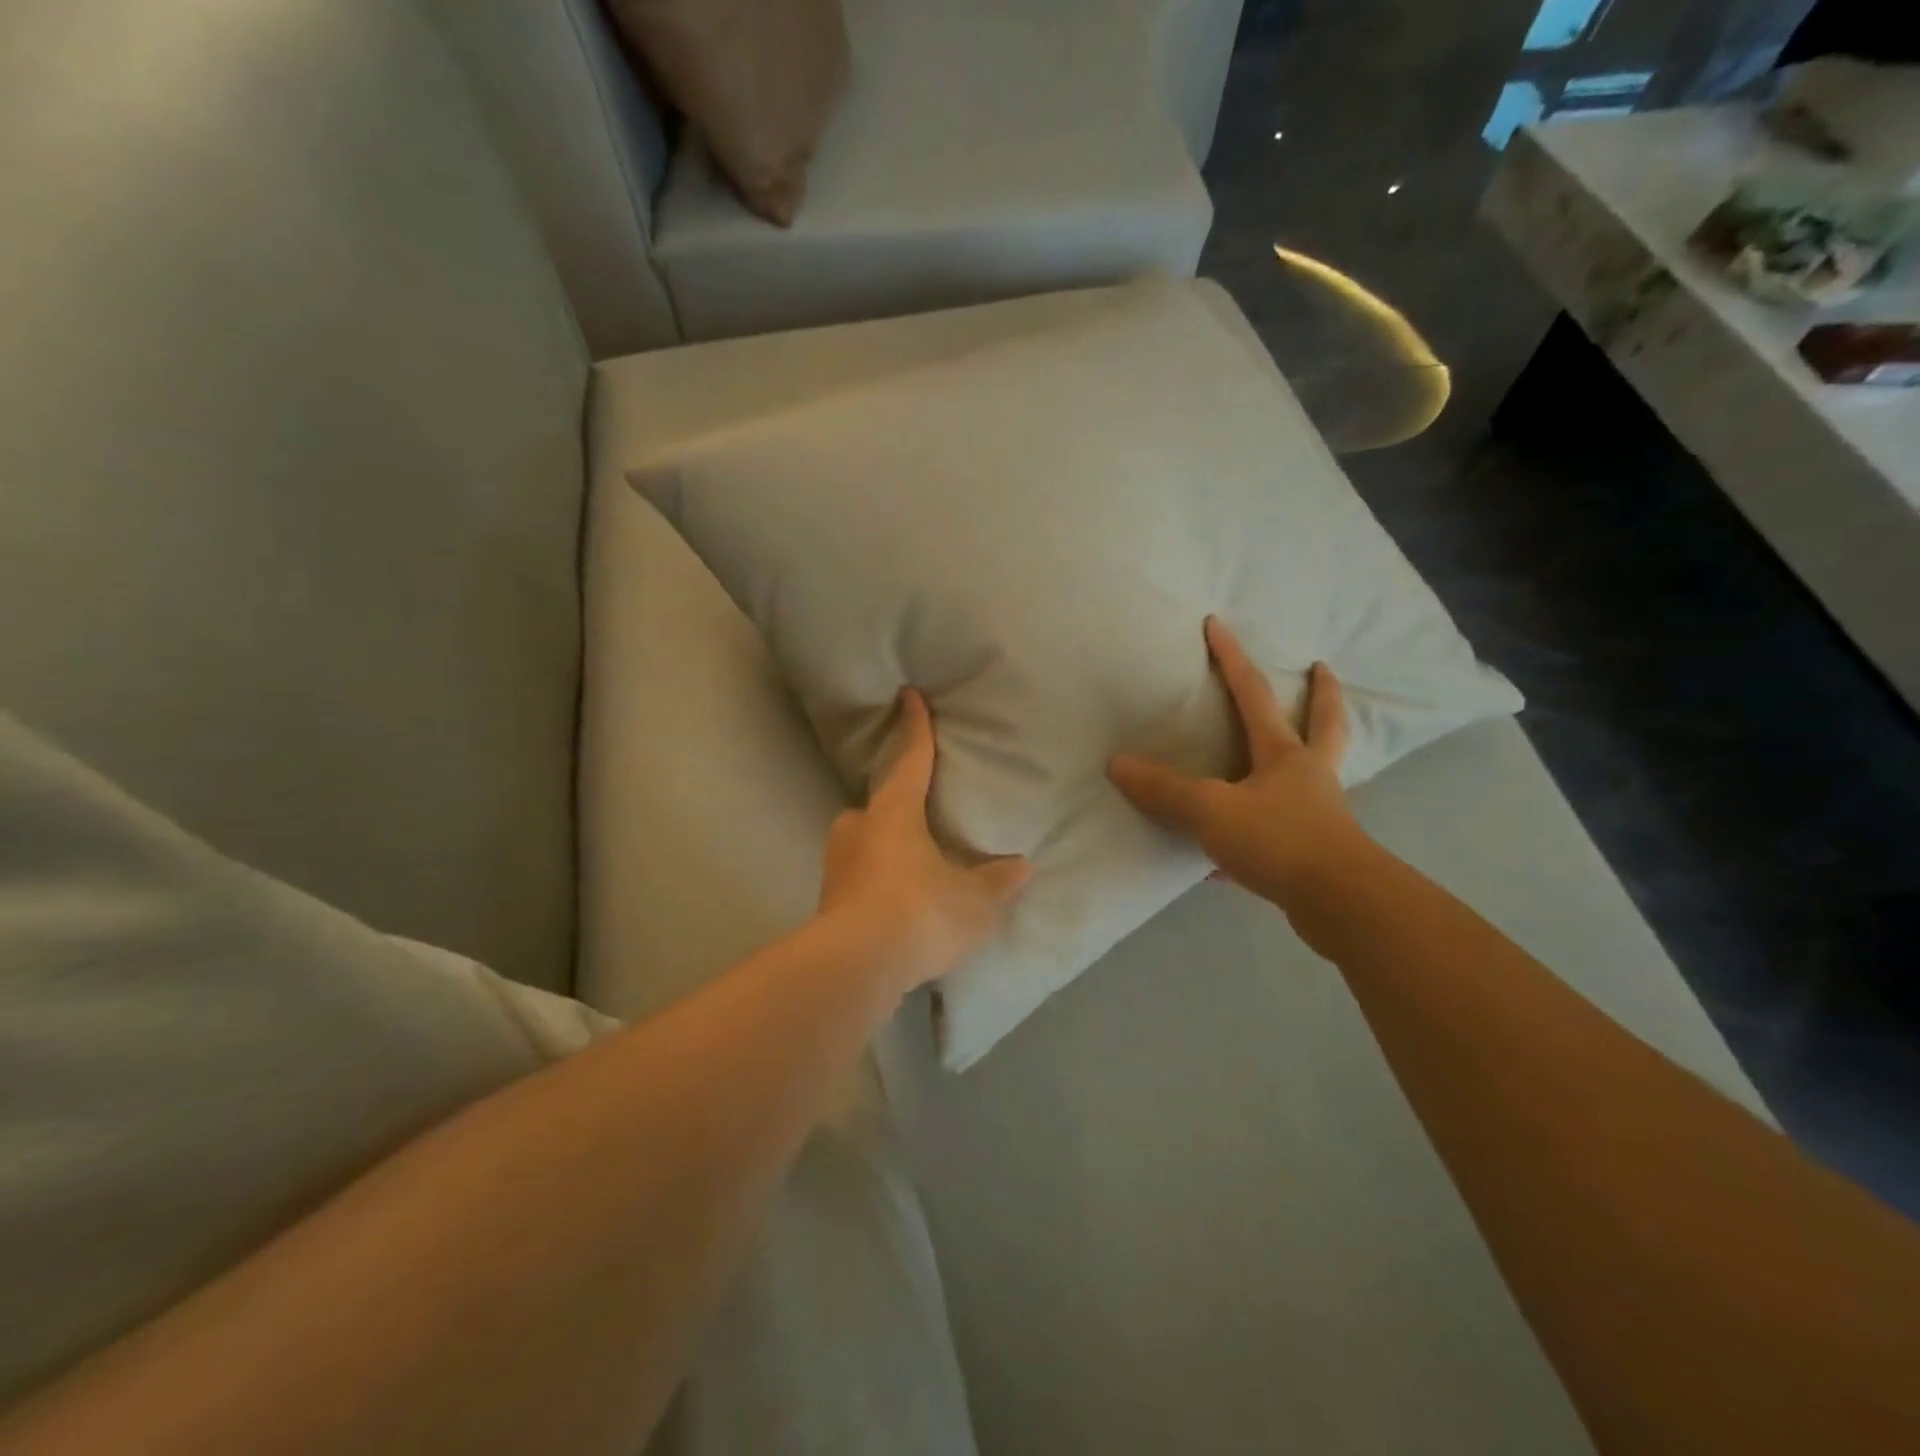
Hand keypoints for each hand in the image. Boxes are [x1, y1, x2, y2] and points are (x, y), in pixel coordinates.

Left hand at [818, 688, 1031, 992]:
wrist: (856, 965)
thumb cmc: (920, 912)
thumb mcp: (973, 900)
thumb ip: (996, 882)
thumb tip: (1021, 867)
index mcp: (895, 812)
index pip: (911, 758)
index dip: (916, 727)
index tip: (909, 695)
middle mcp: (859, 828)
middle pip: (877, 804)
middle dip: (895, 807)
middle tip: (918, 820)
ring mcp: (837, 865)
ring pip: (863, 843)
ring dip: (884, 850)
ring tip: (912, 872)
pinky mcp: (828, 902)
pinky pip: (858, 879)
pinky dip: (876, 885)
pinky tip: (894, 909)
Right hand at [1108, 617, 1372, 910]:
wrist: (1339, 903)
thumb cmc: (1278, 840)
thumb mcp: (1211, 810)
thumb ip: (1165, 789)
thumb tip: (1117, 764)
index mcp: (1284, 755)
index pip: (1252, 694)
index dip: (1231, 658)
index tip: (1217, 624)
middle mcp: (1308, 777)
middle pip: (1323, 724)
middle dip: (1321, 694)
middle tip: (1321, 667)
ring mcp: (1318, 815)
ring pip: (1314, 777)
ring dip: (1307, 756)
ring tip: (1294, 751)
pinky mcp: (1314, 855)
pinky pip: (1283, 834)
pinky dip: (1260, 837)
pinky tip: (1227, 862)